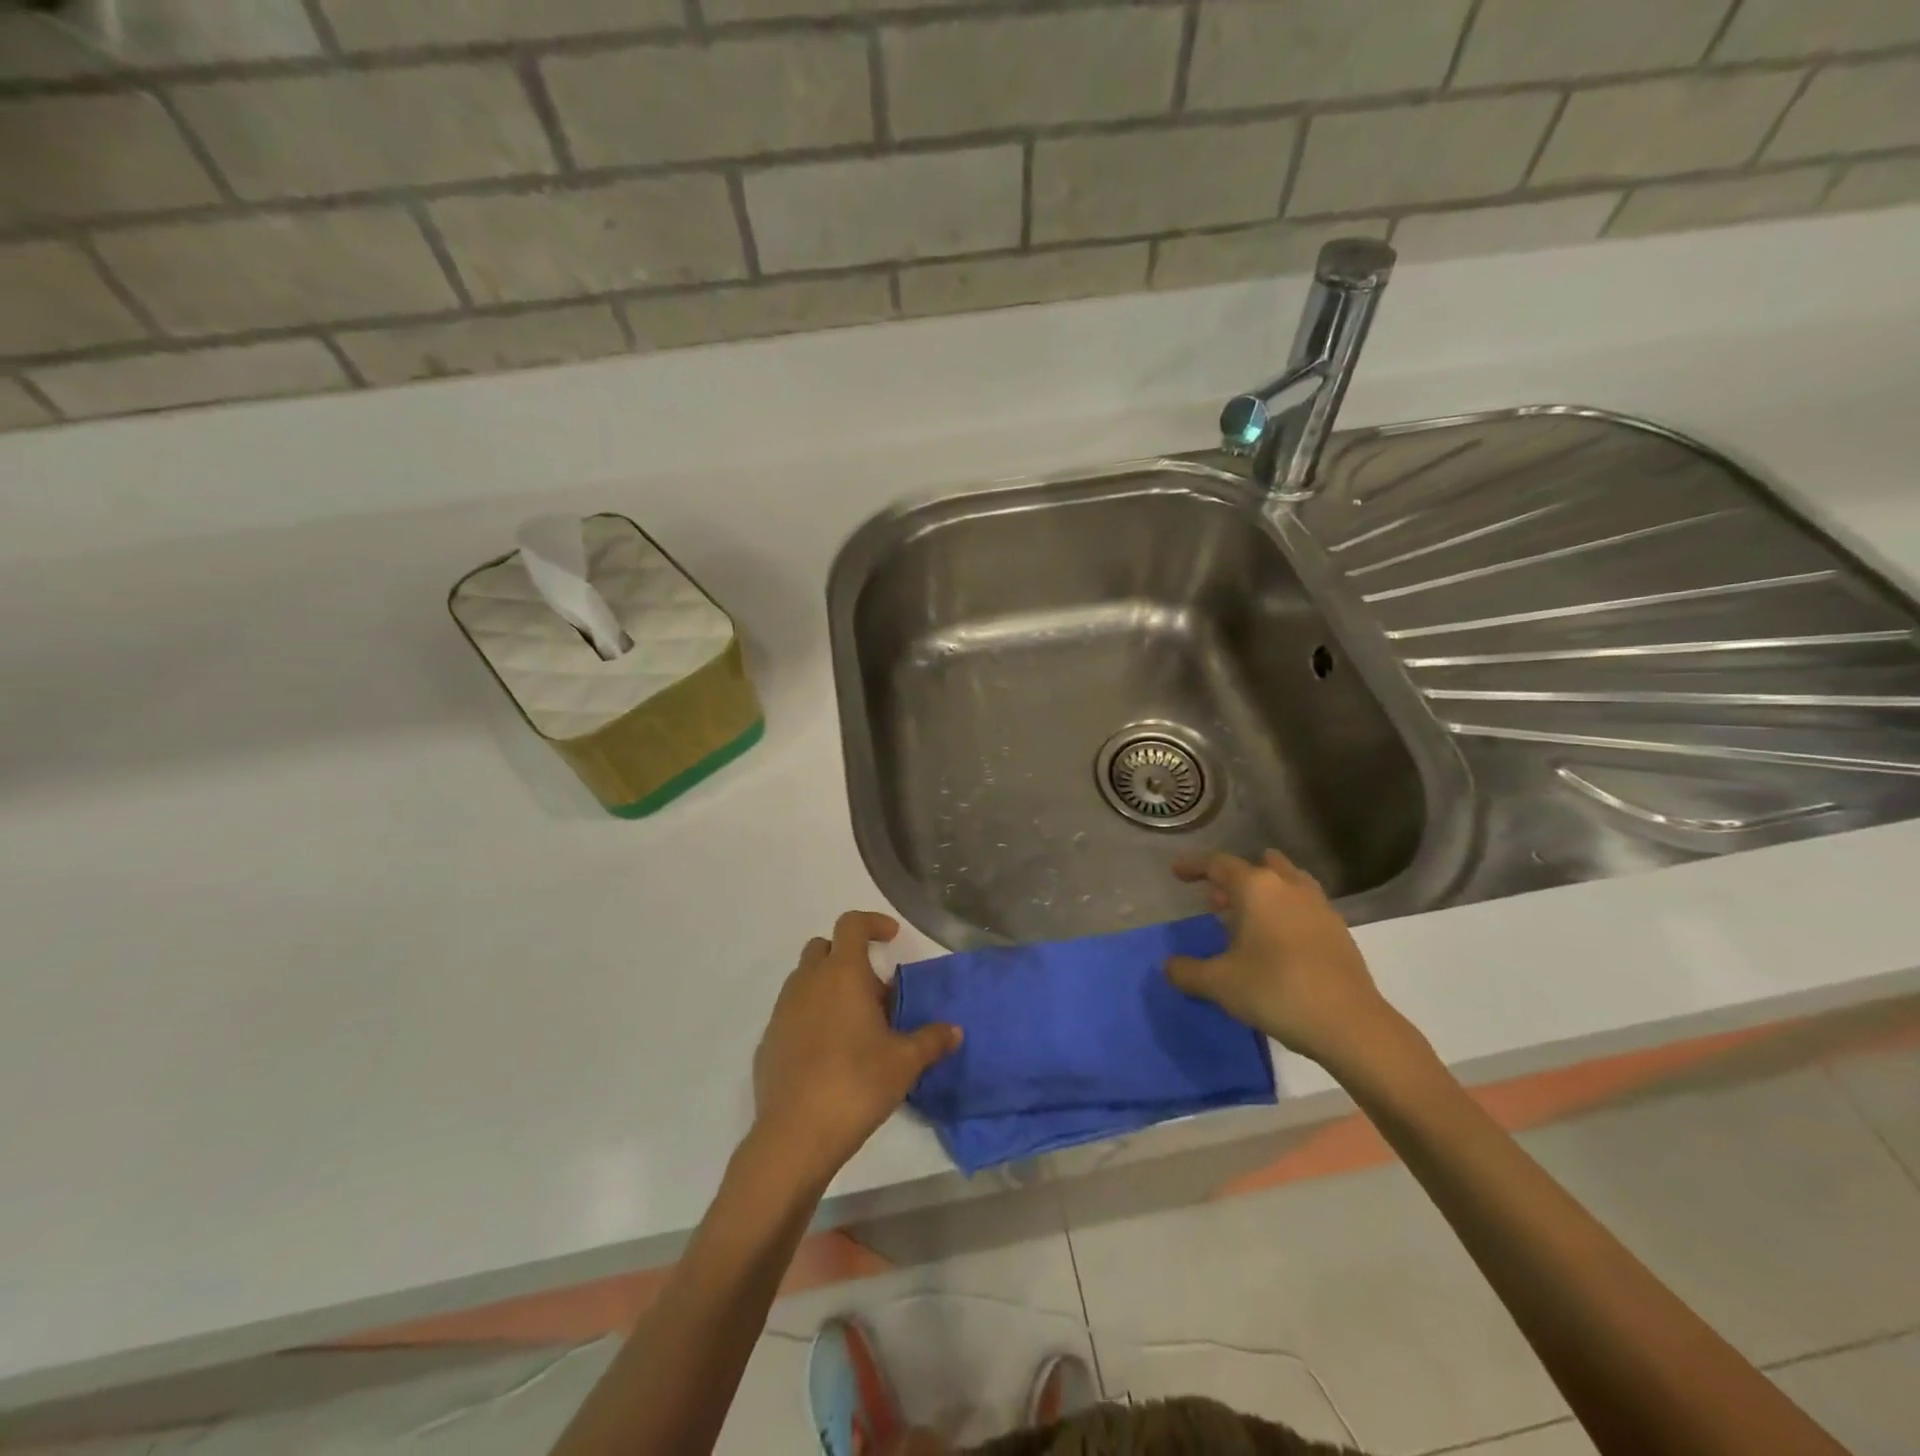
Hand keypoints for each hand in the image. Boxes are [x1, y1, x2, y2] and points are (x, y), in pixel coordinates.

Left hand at [750, 911, 960, 1188]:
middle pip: (823, 947)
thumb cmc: (857, 1084)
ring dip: (828, 986)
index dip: (873, 923)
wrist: (795, 1135)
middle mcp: (808, 982)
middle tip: (874, 990)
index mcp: (842, 974)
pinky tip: (828, 1053)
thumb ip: (932, 1039)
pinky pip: (791, 1013)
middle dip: (848, 956)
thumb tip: (955, 1031)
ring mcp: (783, 1011)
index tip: (892, 937)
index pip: (852, 924)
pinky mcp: (768, 1041)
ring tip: (854, 1023)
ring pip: (804, 979)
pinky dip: (810, 1017)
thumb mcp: (905, 1062)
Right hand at [1167, 850, 1406, 1074]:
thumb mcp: (1220, 984)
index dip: (1195, 866)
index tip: (1177, 873)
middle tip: (1214, 901)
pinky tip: (1277, 941)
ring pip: (1286, 883)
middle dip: (1232, 880)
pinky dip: (1285, 912)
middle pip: (1258, 868)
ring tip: (1247, 916)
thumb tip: (1169, 967)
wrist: (1350, 1024)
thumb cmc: (1276, 991)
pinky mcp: (1339, 932)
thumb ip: (1188, 972)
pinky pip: (1304, 907)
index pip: (1219, 864)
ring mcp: (1319, 907)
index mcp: (1257, 889)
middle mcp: (1289, 887)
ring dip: (1263, 892)